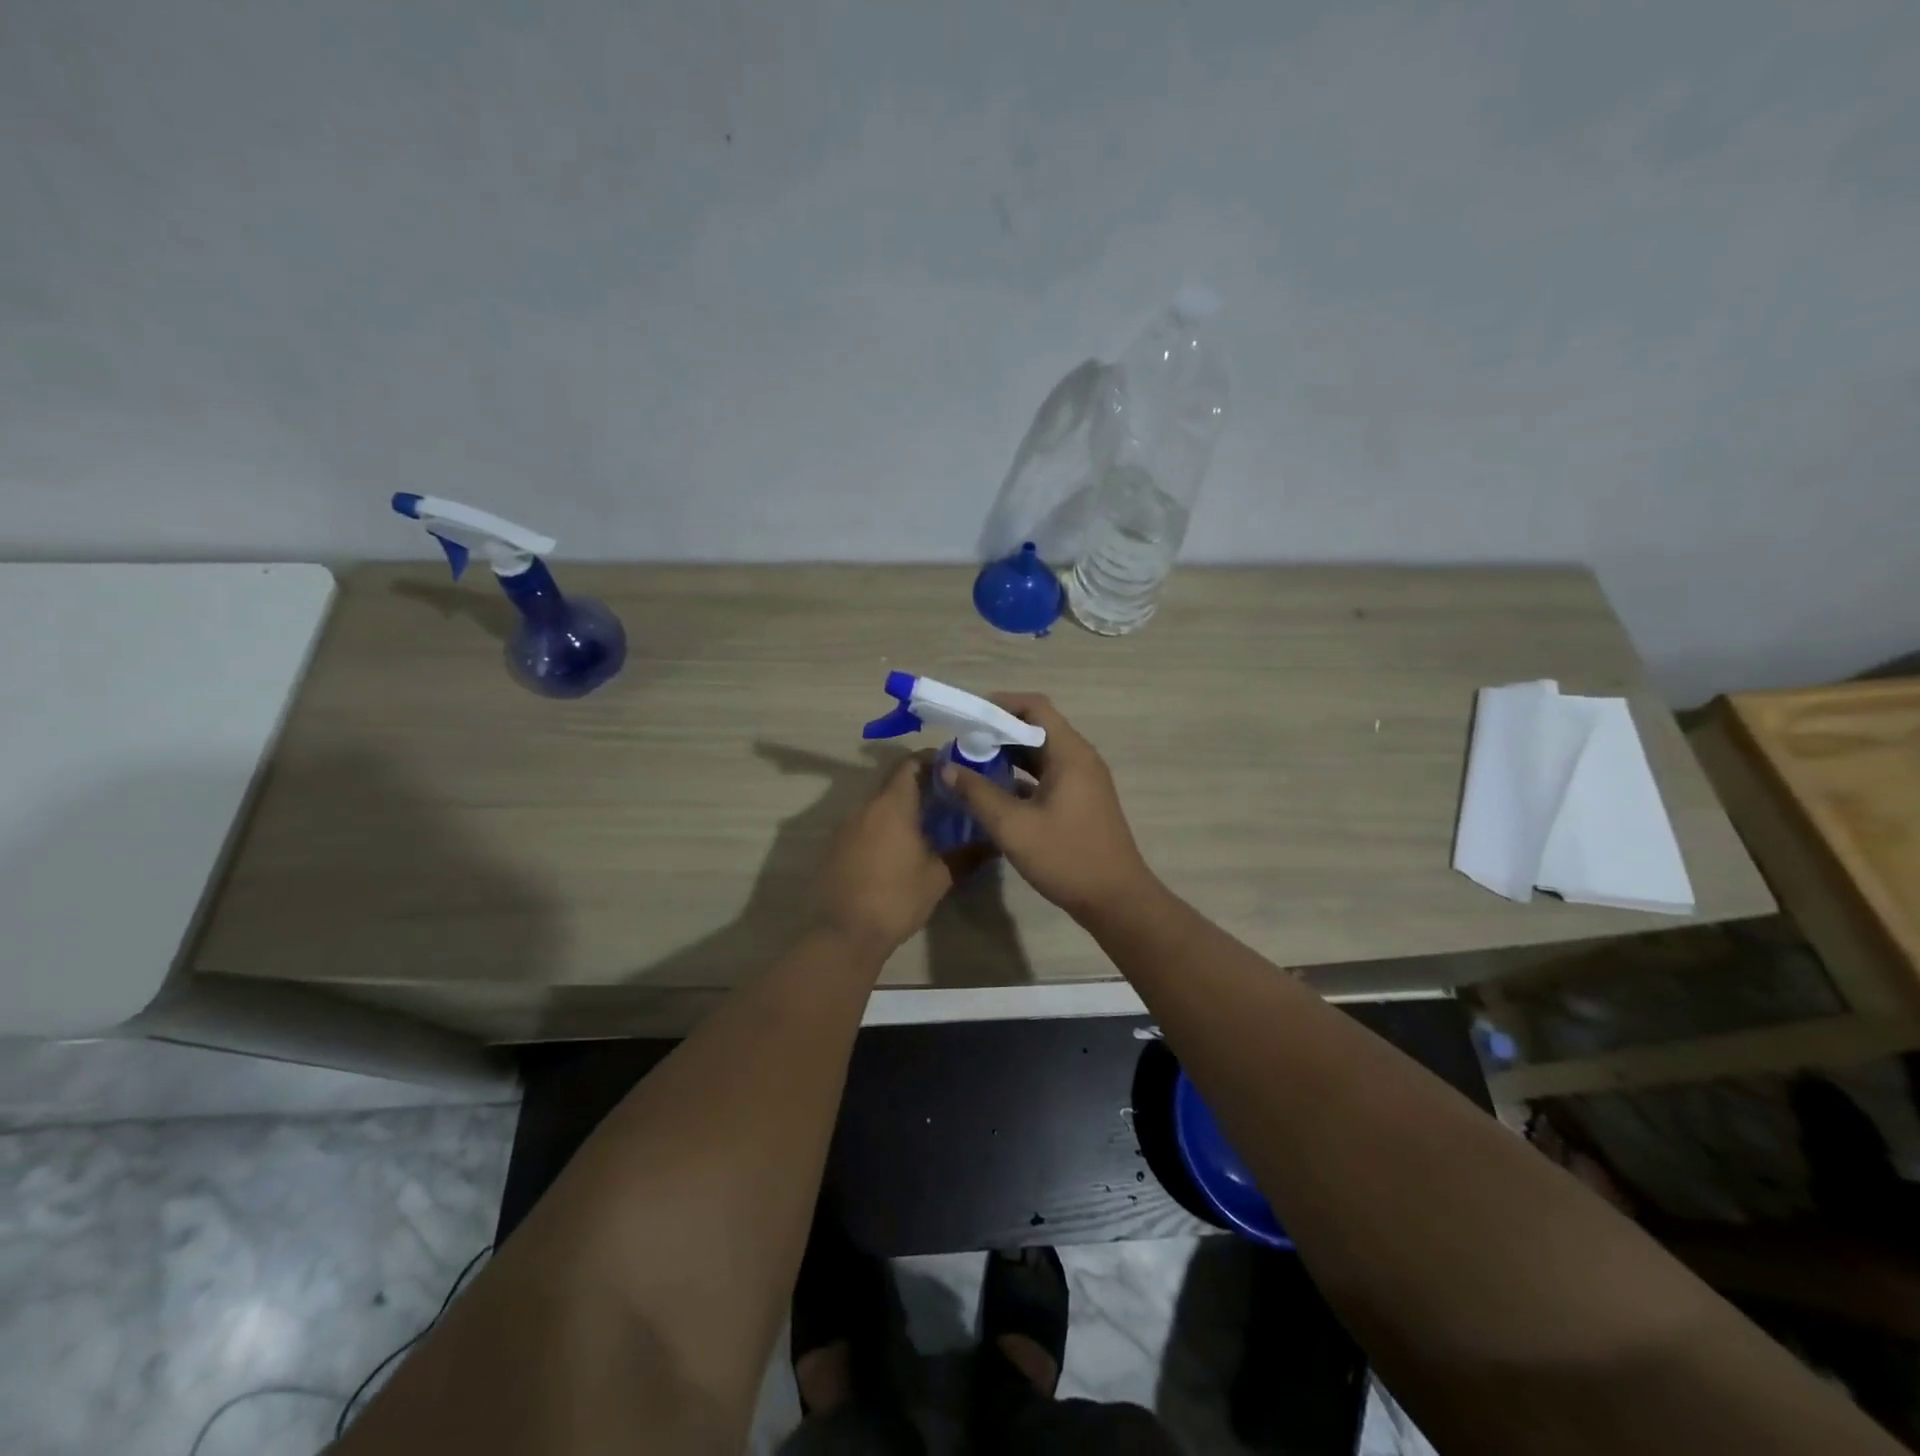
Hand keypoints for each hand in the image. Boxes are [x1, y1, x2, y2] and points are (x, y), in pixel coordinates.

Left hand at [812, 755, 984, 958]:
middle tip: (946, 800)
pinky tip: (898, 848)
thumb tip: (994, 842)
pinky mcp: (836, 846)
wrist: (846, 933)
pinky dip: (882, 826)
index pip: (910, 764)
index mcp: (892, 805)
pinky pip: (864, 824)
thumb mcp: (939, 878)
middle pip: (893, 782)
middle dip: (920, 786)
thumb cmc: (897, 898)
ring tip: (926, 825)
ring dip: (900, 808)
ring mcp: (846, 826)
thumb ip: (967, 855)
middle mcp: (866, 807)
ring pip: (878, 804)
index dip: (931, 761)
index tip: (953, 770)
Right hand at [939, 694, 1155, 920]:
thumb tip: (947, 768)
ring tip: (972, 766)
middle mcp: (1080, 758)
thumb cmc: (1066, 857)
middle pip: (1037, 728)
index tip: (968, 718)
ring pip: (1041, 754)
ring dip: (1008, 755)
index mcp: (1070, 754)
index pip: (1035, 707)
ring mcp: (1083, 781)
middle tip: (962, 745)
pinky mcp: (1081, 801)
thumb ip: (978, 793)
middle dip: (998, 732)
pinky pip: (1047, 775)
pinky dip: (1021, 777)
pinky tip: (995, 793)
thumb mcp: (1013, 827)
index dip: (1000, 705)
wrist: (1116, 900)